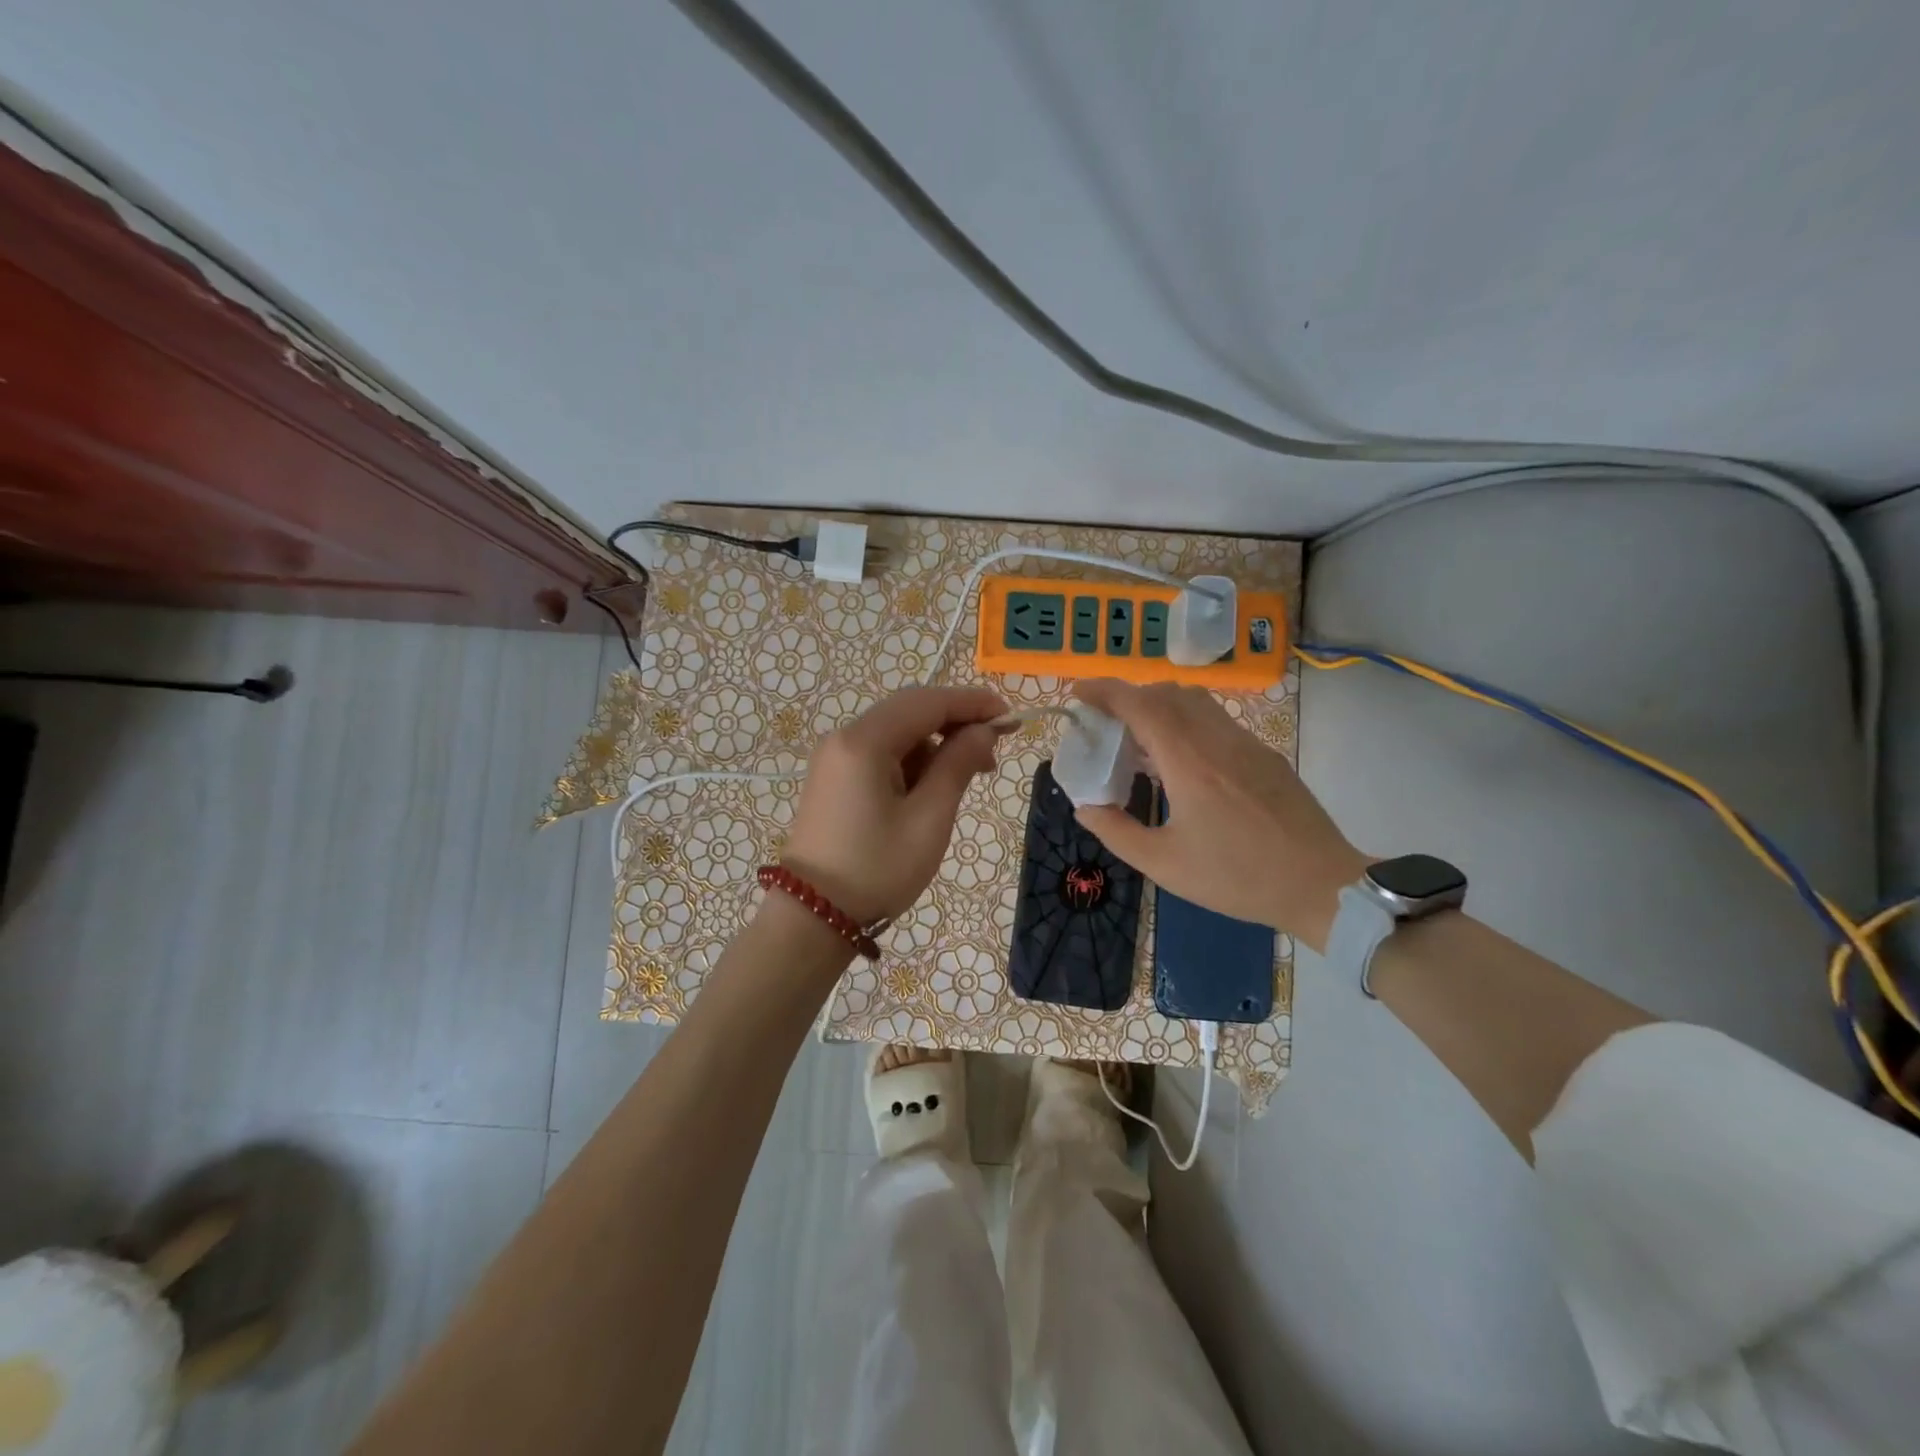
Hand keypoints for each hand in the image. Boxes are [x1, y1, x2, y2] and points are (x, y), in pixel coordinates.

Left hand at [780, 686, 1007, 924]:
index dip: (972, 703)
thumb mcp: (929, 818)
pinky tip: (932, 786)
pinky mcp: (835, 777)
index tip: (1010, 717)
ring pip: (896, 731)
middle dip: (956, 722)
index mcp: (864, 742)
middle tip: (994, 750)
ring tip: (968, 776)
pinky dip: (912, 760)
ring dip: (935, 743)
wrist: (813, 917)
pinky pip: (881, 753)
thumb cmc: (877, 869)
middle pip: (910, 710)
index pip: (927, 702)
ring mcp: (835, 757)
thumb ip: (958, 765)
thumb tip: (983, 730)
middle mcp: (844, 738)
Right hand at [1071, 680, 1366, 951]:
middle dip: (1129, 697)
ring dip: (1159, 706)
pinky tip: (1181, 760)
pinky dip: (1186, 722)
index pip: (1140, 704)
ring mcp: (1246, 743)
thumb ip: (1117, 832)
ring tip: (1140, 739)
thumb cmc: (1237, 877)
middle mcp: (1217, 739)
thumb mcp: (1164, 864)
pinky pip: (1216, 720)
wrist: (1321, 886)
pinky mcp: (1264, 755)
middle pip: (1167, 693)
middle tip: (1105, 723)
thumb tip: (1085, 807)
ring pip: (1195, 701)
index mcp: (1189, 762)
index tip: (1078, 692)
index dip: (1105, 691)